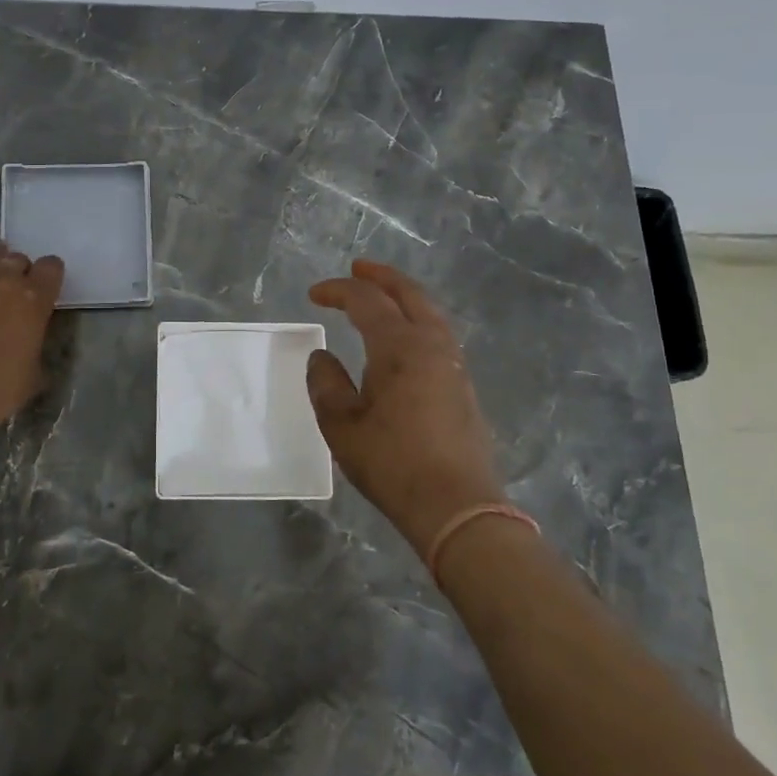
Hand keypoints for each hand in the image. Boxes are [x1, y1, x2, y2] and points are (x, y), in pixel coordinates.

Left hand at [0, 241, 65, 448]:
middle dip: (18, 270)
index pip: (51, 267)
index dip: (49, 276)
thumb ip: (34, 343)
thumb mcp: (34, 373)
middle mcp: (0, 280)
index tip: (45, 287)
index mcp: (33, 299)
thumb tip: (28, 339)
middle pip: (15, 258)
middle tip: (13, 288)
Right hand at [306, 259, 505, 556]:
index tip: (314, 294)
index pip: (366, 301)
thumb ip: (326, 384)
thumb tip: (321, 356)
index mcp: (399, 346)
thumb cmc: (392, 464)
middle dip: (381, 276)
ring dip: (403, 296)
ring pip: (429, 312)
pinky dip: (417, 318)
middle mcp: (431, 344)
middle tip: (358, 268)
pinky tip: (404, 336)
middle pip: (408, 294)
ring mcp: (452, 364)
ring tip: (382, 295)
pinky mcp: (462, 385)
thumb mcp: (342, 426)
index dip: (338, 291)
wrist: (456, 507)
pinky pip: (438, 333)